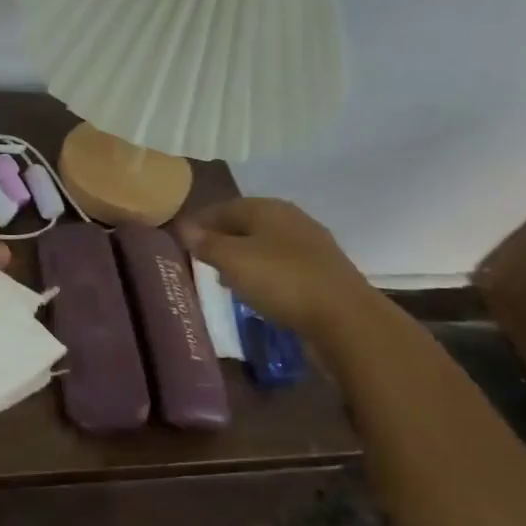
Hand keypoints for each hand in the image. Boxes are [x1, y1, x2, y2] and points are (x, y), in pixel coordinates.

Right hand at [175, 197, 377, 344]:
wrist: (346, 319)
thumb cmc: (281, 281)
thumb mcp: (233, 260)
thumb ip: (206, 243)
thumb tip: (184, 227)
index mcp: (268, 208)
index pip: (223, 207)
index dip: (200, 221)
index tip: (179, 238)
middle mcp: (291, 219)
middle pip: (246, 224)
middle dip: (222, 238)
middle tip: (199, 258)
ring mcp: (311, 246)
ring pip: (265, 245)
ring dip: (243, 257)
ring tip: (223, 277)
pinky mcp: (322, 272)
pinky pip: (282, 266)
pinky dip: (264, 273)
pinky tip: (256, 290)